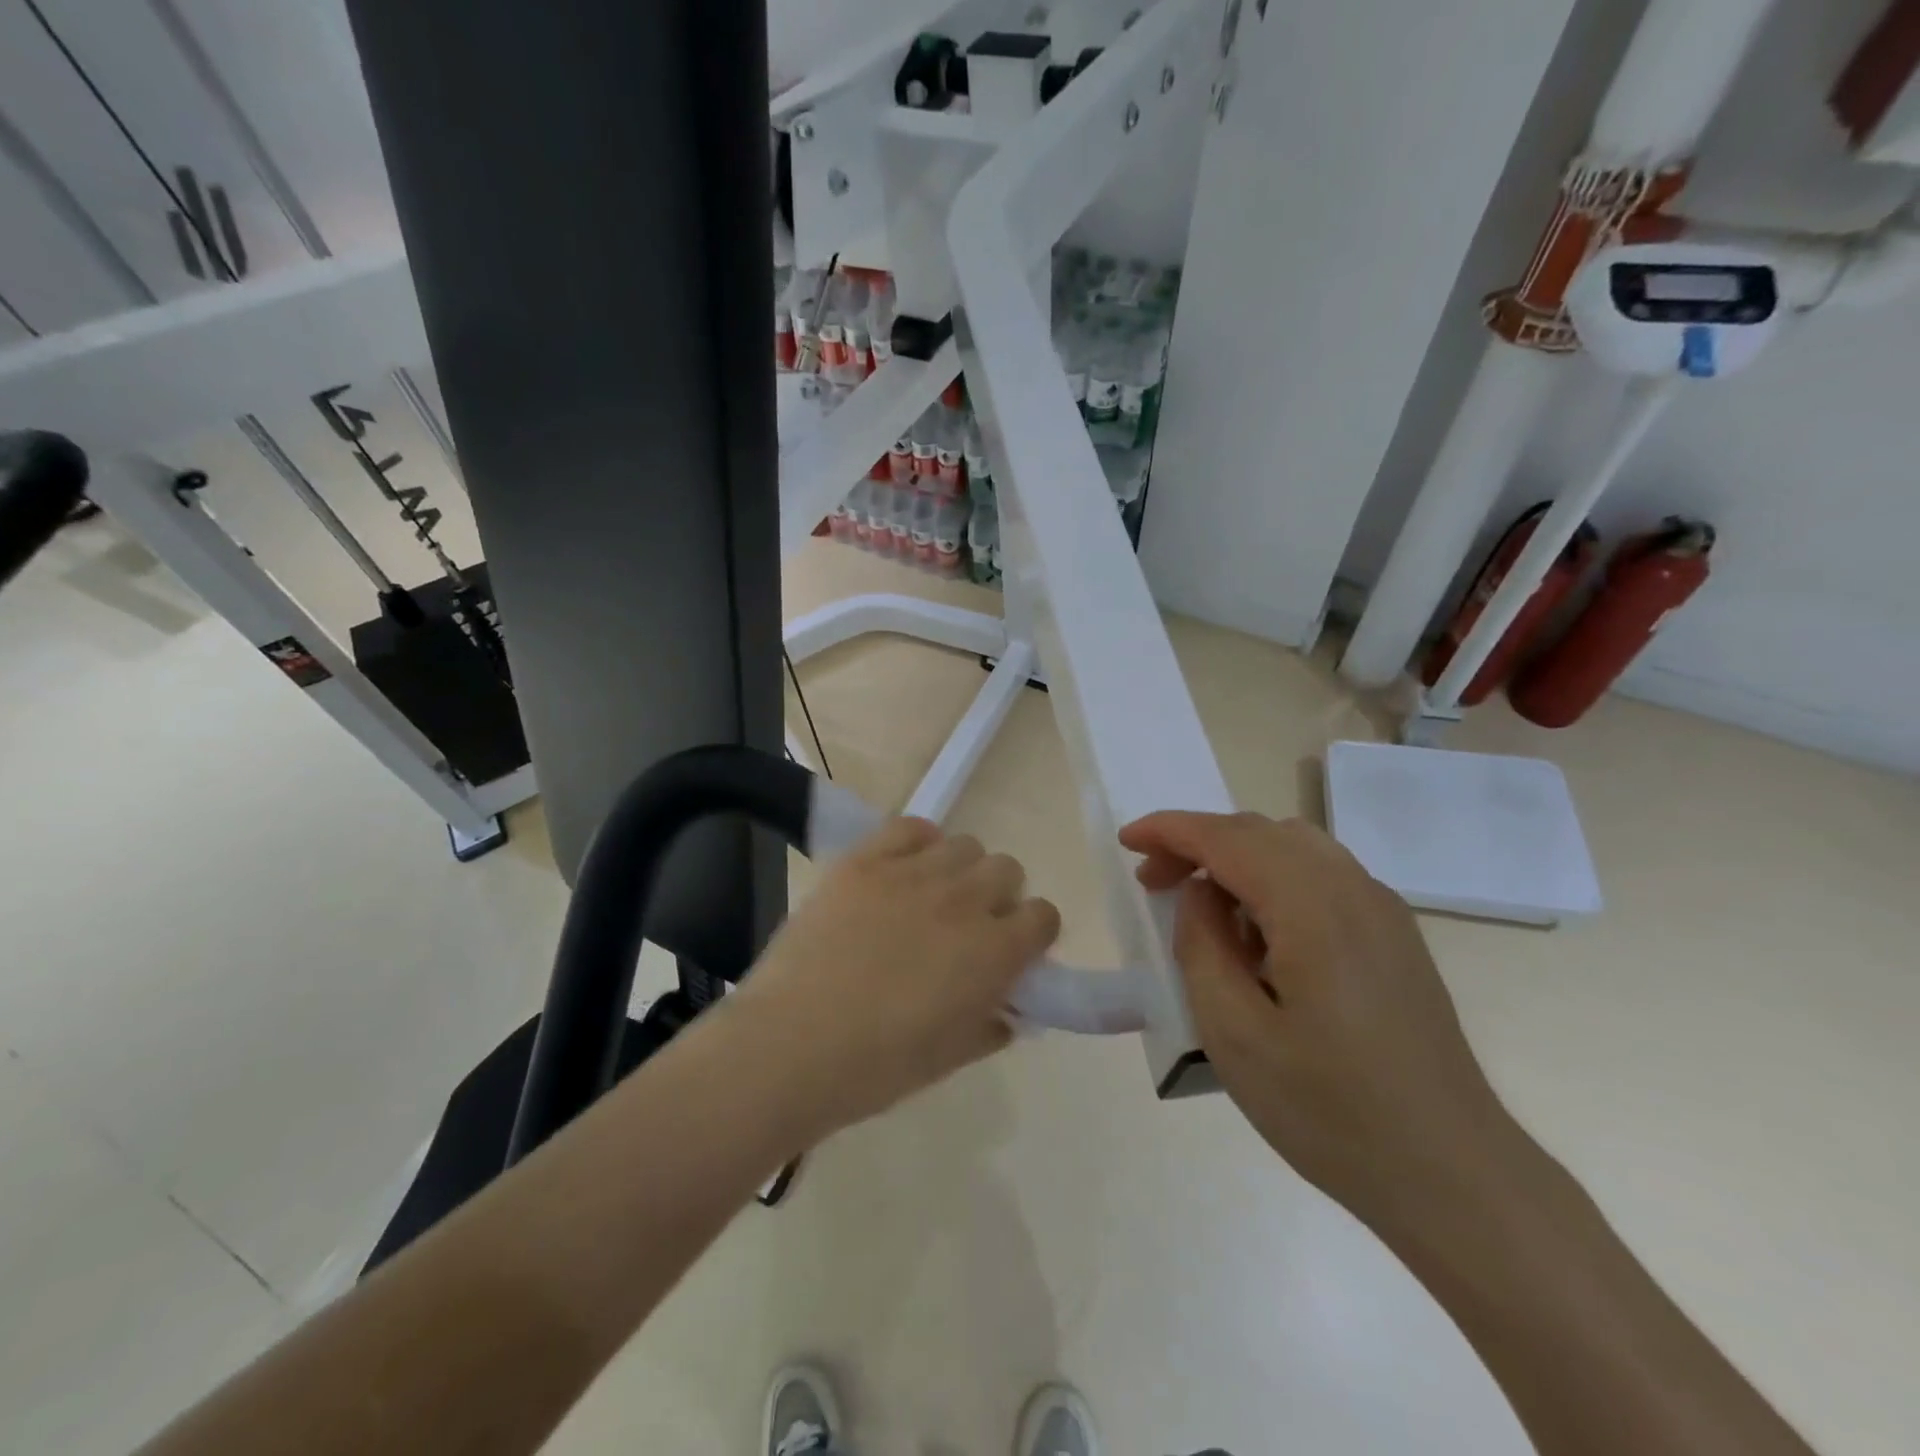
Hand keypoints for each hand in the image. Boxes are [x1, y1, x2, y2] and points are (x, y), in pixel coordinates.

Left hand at [726, 817, 1060, 1138]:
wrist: (790, 1045)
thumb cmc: (875, 1067)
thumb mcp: (949, 1059)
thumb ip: (990, 1026)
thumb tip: (1007, 1010)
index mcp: (994, 952)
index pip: (1044, 916)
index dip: (1031, 933)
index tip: (1011, 951)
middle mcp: (964, 900)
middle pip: (1007, 869)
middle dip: (998, 896)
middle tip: (966, 927)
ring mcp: (912, 874)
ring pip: (964, 845)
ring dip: (959, 870)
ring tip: (927, 897)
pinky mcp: (865, 860)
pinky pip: (910, 827)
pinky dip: (916, 843)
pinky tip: (900, 870)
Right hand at [1119, 811, 1519, 1227]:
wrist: (1453, 1175)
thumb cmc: (1331, 1111)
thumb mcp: (1234, 1033)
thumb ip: (1202, 945)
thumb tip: (1201, 894)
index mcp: (1313, 907)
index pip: (1226, 838)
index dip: (1170, 831)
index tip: (1127, 842)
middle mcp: (1352, 889)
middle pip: (1260, 832)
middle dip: (1198, 843)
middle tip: (1155, 884)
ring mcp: (1382, 910)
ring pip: (1293, 847)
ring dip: (1236, 857)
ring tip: (1202, 906)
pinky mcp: (1394, 935)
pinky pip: (1321, 876)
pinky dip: (1272, 878)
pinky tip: (1258, 933)